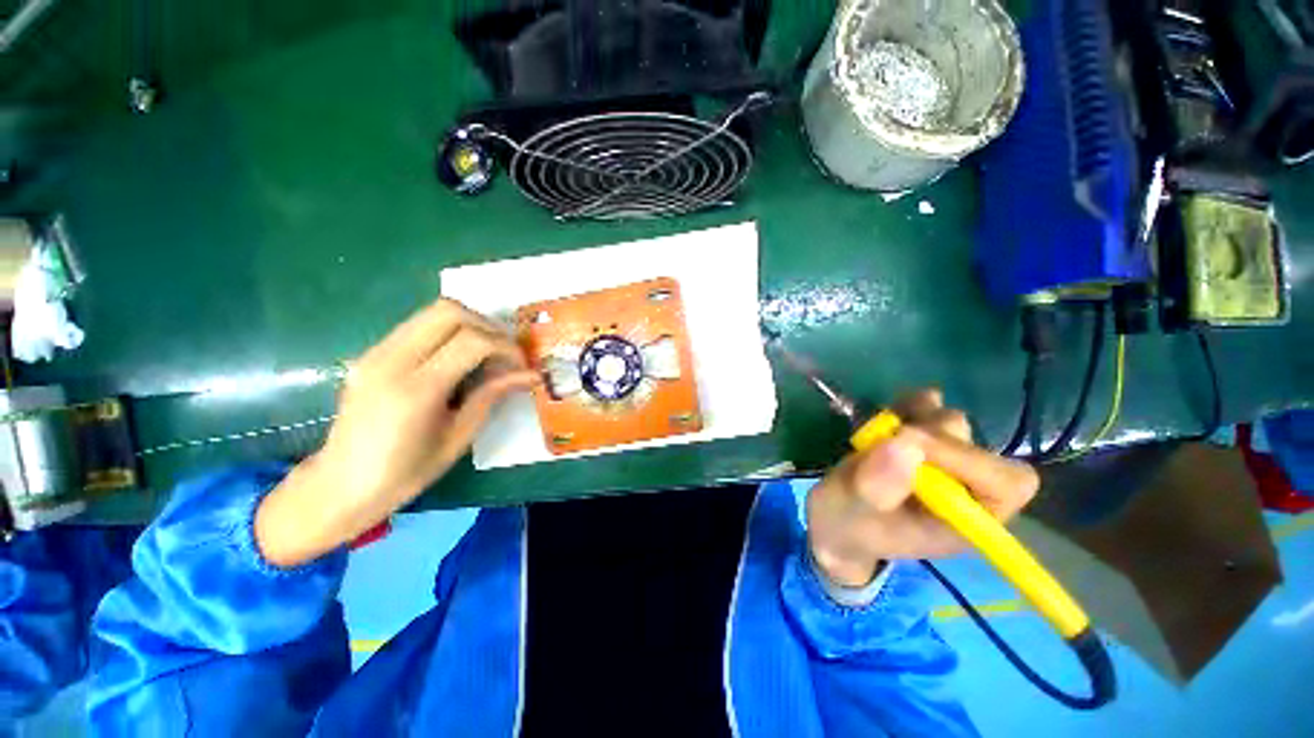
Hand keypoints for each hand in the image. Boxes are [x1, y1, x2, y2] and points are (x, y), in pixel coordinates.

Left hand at [256, 299, 537, 567]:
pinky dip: (448, 332)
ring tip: (487, 352)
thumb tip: (530, 375)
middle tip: (505, 352)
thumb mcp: (459, 437)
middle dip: (488, 325)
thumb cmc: (405, 473)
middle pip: (449, 311)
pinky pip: (418, 325)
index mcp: (415, 390)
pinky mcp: (371, 353)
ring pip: (432, 311)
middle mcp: (391, 361)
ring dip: (469, 324)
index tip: (522, 364)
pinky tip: (459, 358)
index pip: (472, 342)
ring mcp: (376, 353)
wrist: (340, 485)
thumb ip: (492, 395)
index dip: (506, 347)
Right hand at [806, 389, 1038, 586]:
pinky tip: (890, 412)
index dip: (966, 459)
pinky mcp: (923, 440)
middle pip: (979, 447)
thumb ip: (876, 488)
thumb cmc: (847, 525)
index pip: (1006, 484)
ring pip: (954, 424)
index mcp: (965, 521)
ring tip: (879, 433)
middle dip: (930, 437)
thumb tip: (904, 444)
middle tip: (885, 440)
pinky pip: (932, 409)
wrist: (835, 517)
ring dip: (916, 419)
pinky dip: (911, 403)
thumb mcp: (852, 512)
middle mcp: (967, 490)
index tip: (910, 445)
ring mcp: (945, 462)